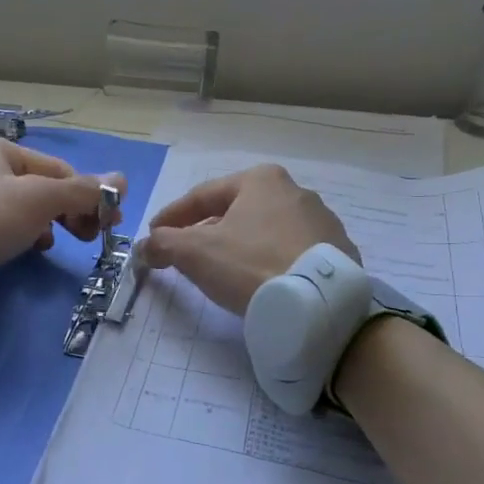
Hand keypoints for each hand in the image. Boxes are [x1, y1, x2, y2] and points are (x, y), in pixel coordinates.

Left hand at [0, 135, 125, 306]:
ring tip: (53, 243)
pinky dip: (21, 234)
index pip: (58, 169)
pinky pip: (2, 224)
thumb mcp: (38, 201)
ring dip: (46, 224)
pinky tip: (28, 249)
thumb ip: (81, 191)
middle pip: (41, 187)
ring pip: (22, 207)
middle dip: (68, 210)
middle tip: (89, 237)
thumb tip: (123, 180)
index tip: (109, 223)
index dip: (88, 195)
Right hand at [138, 164, 357, 314]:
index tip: (154, 234)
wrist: (317, 303)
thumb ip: (164, 244)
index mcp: (261, 180)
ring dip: (239, 245)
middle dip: (207, 230)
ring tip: (223, 269)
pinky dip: (268, 262)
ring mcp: (322, 222)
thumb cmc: (250, 264)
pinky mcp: (337, 253)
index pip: (203, 195)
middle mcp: (296, 191)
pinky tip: (259, 280)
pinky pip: (290, 253)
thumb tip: (145, 246)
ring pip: (265, 231)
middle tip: (185, 251)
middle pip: (236, 211)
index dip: (172, 216)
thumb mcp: (195, 252)